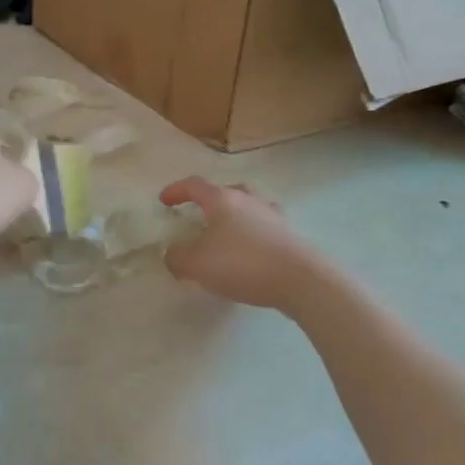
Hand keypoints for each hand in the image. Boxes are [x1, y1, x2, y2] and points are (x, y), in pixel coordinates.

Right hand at [159, 177, 319, 310]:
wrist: (300, 279)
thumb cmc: (242, 263)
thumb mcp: (196, 264)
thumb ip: (177, 257)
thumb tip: (173, 254)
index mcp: (223, 199)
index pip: (194, 185)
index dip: (176, 191)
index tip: (164, 201)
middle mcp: (249, 200)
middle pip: (226, 191)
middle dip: (209, 201)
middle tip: (198, 216)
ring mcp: (273, 216)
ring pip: (248, 207)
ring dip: (234, 217)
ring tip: (224, 235)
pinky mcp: (289, 235)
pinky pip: (263, 228)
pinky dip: (251, 235)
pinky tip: (248, 252)